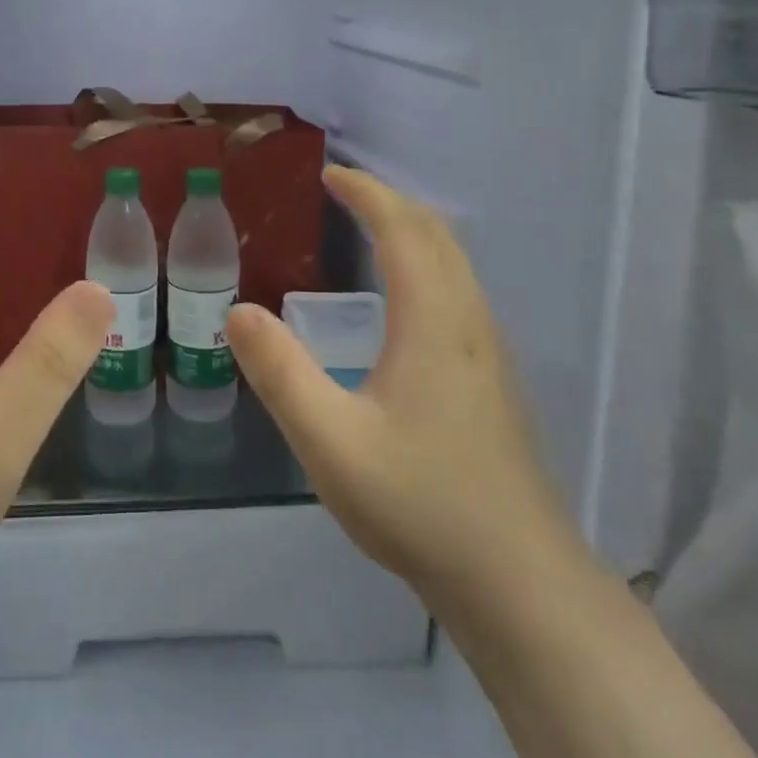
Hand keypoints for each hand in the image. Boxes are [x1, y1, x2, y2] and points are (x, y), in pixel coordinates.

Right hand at [225, 166, 594, 632]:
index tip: (329, 174)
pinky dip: (425, 260)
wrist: (519, 583)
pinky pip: (458, 288)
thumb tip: (238, 311)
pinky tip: (401, 296)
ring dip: (411, 229)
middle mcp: (468, 320)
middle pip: (436, 234)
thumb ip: (280, 373)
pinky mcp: (492, 377)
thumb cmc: (421, 504)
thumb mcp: (331, 441)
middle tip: (341, 192)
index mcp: (433, 320)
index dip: (367, 193)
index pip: (403, 229)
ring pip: (454, 261)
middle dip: (389, 200)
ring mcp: (488, 350)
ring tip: (367, 227)